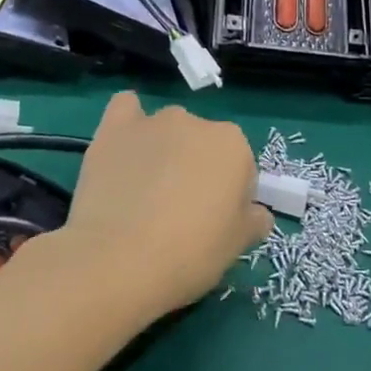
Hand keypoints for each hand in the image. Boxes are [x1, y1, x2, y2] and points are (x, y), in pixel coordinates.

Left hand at [57, 92, 270, 319]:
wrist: (119, 261)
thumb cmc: (191, 253)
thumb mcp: (238, 245)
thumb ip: (254, 219)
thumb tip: (256, 213)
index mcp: (233, 144)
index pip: (240, 167)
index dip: (230, 197)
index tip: (215, 224)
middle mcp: (196, 122)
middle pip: (203, 145)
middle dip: (196, 171)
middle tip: (181, 213)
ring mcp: (153, 122)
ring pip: (167, 131)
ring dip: (164, 152)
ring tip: (144, 193)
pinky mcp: (114, 130)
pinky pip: (126, 109)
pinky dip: (129, 124)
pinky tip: (124, 148)